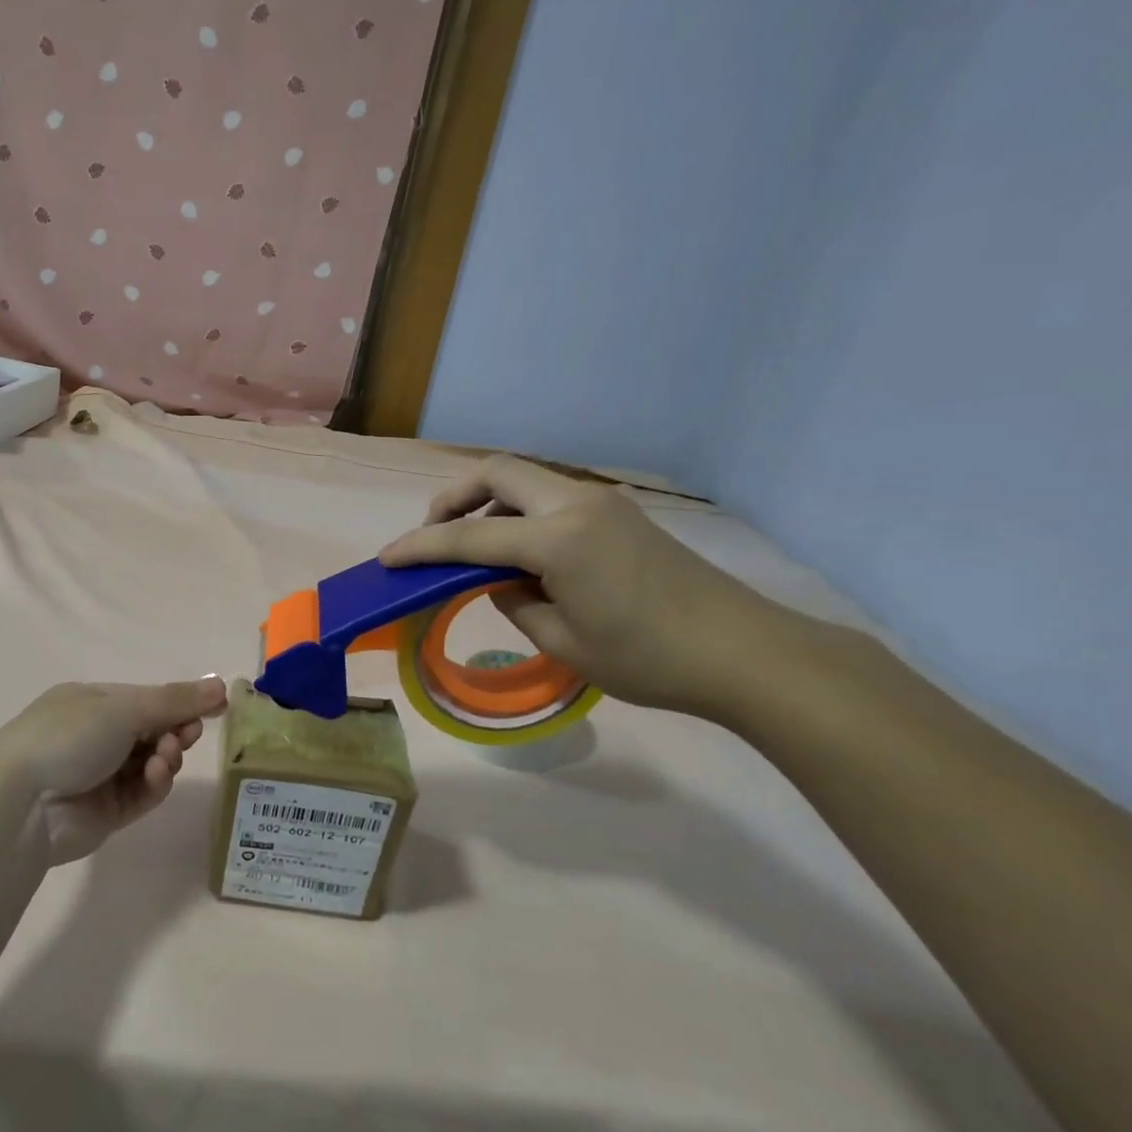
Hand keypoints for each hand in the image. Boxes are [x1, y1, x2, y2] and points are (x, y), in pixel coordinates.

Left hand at [0, 678, 228, 864]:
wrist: (21, 804)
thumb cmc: (68, 737)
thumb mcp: (123, 708)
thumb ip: (175, 700)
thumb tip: (221, 684)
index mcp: (92, 702)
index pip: (146, 698)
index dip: (180, 702)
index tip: (214, 707)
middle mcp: (96, 735)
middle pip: (152, 730)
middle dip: (175, 729)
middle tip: (189, 734)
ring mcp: (102, 774)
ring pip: (152, 762)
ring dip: (166, 756)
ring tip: (165, 756)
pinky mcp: (108, 810)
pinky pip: (143, 792)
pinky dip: (155, 782)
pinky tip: (157, 775)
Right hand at [380, 457, 793, 715]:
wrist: (744, 653)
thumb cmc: (648, 659)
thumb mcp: (563, 642)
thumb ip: (516, 602)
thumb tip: (501, 582)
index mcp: (558, 538)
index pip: (468, 537)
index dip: (421, 547)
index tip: (387, 558)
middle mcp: (577, 503)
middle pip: (496, 472)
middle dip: (452, 498)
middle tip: (433, 535)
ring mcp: (603, 502)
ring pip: (525, 480)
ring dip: (487, 504)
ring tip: (473, 549)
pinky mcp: (620, 513)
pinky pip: (551, 497)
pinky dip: (519, 514)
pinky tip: (520, 554)